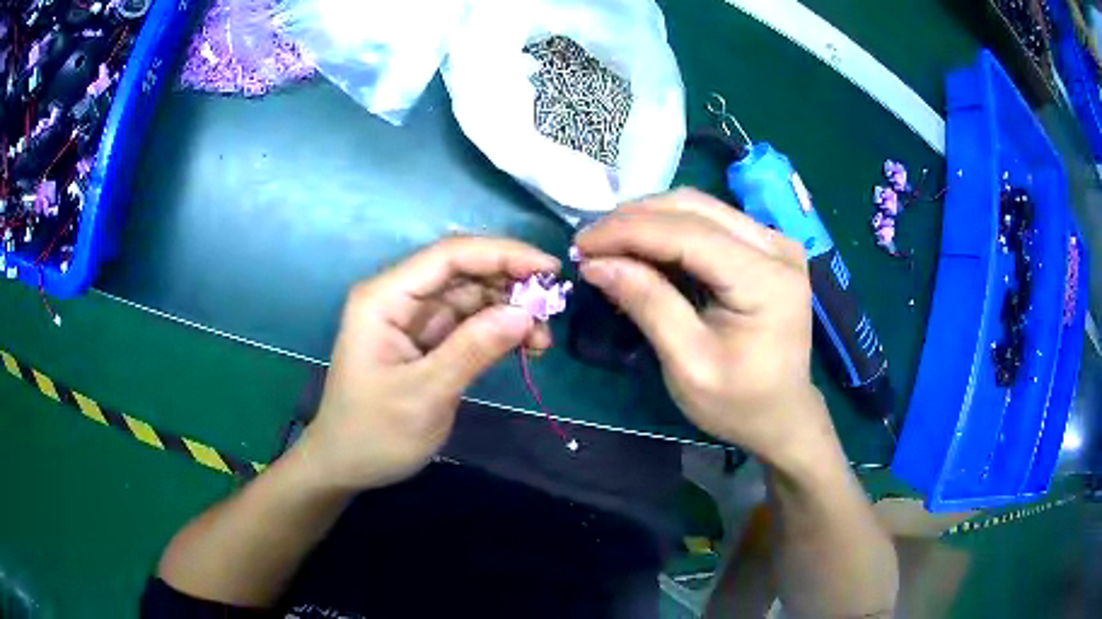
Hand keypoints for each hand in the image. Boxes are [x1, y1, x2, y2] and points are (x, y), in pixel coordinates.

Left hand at [291, 237, 558, 490]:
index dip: (502, 254)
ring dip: (509, 310)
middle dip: (510, 285)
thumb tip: (526, 313)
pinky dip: (498, 330)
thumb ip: (473, 350)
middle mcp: (399, 298)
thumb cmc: (374, 433)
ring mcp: (413, 319)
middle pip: (463, 271)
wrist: (347, 465)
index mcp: (384, 298)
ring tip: (541, 340)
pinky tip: (524, 346)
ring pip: (471, 296)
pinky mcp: (427, 341)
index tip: (551, 270)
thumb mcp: (425, 394)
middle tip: (552, 311)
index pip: (448, 256)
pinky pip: (469, 323)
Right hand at [575, 189, 832, 464]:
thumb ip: (648, 304)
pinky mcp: (766, 247)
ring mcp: (775, 242)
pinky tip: (642, 248)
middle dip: (634, 219)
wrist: (783, 416)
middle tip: (590, 243)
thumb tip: (596, 263)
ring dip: (648, 220)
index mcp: (767, 280)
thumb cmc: (738, 402)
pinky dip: (669, 229)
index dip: (628, 231)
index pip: (688, 233)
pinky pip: (710, 222)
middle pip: (694, 207)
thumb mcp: (688, 364)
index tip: (580, 244)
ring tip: (609, 244)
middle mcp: (777, 247)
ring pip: (699, 207)